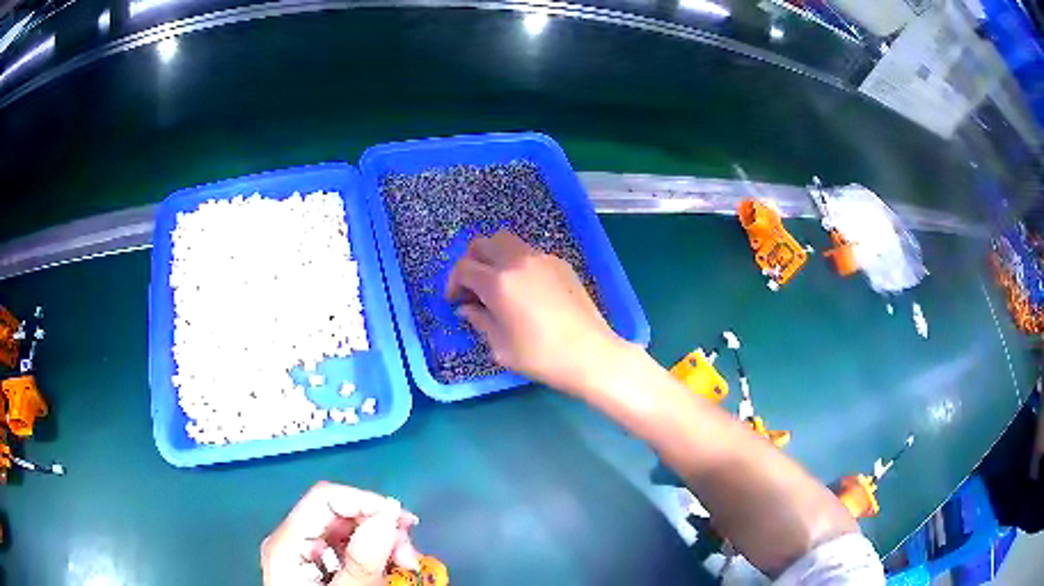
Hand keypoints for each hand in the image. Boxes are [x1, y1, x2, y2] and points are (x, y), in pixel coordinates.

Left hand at [261, 482, 420, 585]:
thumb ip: (362, 562)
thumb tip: (388, 518)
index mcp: (287, 544)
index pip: (325, 499)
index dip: (366, 502)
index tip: (404, 524)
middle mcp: (292, 541)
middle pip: (338, 514)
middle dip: (380, 528)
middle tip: (409, 556)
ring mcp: (303, 554)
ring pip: (347, 530)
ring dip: (381, 542)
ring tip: (404, 565)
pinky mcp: (316, 566)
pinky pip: (347, 548)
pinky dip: (372, 555)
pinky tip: (387, 570)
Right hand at [445, 230, 626, 396]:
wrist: (590, 354)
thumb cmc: (541, 357)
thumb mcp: (501, 347)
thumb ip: (480, 321)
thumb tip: (467, 308)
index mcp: (499, 283)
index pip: (464, 269)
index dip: (453, 284)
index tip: (455, 302)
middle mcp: (517, 261)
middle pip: (482, 244)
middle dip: (470, 262)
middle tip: (472, 288)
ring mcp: (541, 259)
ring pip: (506, 241)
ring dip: (493, 257)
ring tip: (497, 284)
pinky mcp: (560, 263)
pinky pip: (528, 252)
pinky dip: (516, 262)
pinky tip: (524, 289)